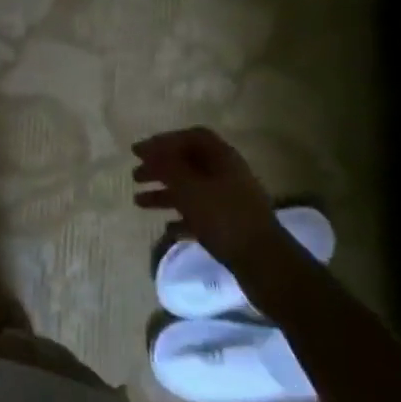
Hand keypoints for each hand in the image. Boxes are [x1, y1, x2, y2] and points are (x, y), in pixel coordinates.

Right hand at [132, 127, 281, 265]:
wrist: (265, 263)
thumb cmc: (224, 218)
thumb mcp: (189, 188)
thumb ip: (167, 166)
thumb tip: (148, 149)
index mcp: (223, 158)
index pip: (192, 137)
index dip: (164, 141)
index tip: (139, 152)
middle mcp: (228, 174)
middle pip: (189, 163)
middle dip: (160, 168)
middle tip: (135, 176)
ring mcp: (231, 201)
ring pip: (191, 189)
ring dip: (165, 193)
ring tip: (139, 202)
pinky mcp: (231, 225)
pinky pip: (200, 214)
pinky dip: (181, 218)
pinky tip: (167, 228)